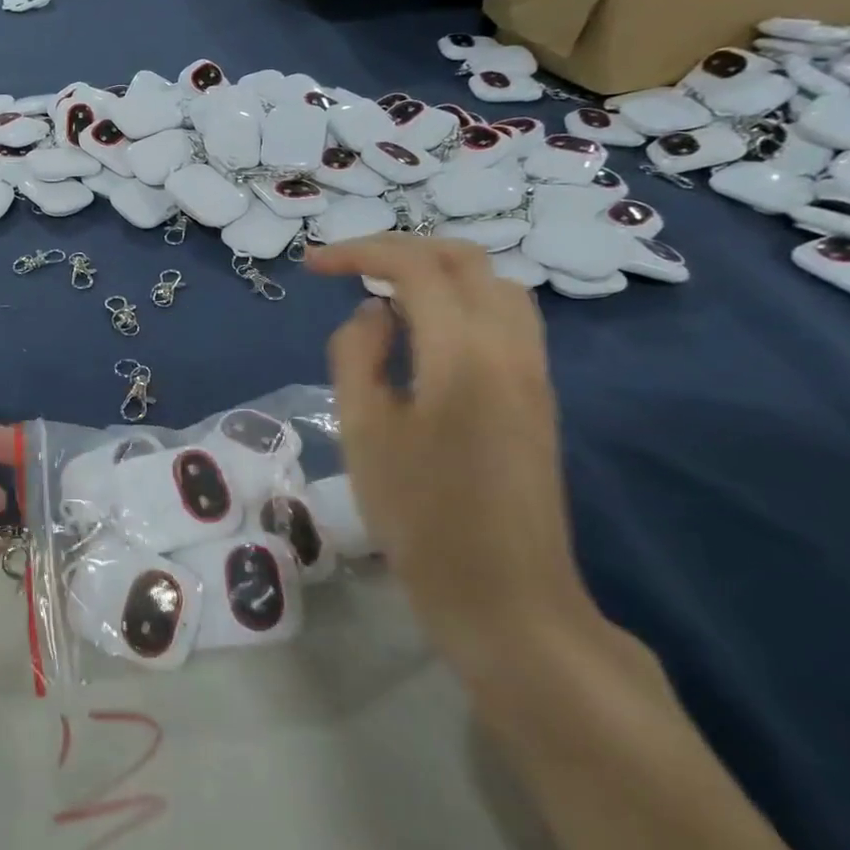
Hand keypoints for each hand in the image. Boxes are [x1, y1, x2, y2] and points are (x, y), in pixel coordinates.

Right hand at [306, 236, 597, 685]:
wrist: (506, 599)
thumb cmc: (421, 519)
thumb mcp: (363, 432)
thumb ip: (357, 355)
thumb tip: (373, 313)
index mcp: (463, 352)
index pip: (414, 266)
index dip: (359, 252)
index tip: (312, 264)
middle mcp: (509, 345)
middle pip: (462, 260)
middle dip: (399, 250)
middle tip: (347, 267)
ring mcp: (533, 370)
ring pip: (492, 284)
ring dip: (436, 272)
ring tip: (384, 293)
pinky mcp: (538, 395)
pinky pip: (504, 317)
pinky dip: (460, 300)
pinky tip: (424, 332)